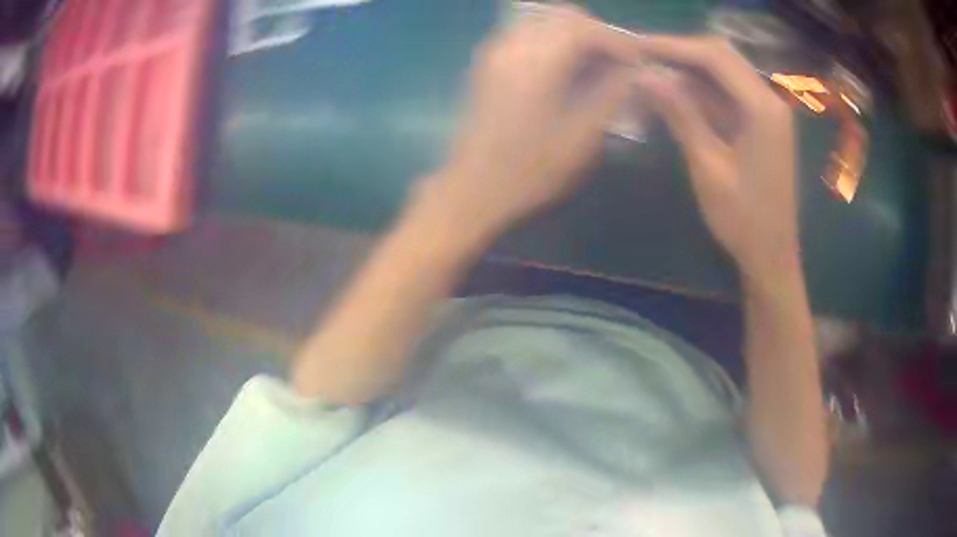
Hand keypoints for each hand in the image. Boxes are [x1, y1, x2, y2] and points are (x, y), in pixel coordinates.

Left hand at [410, 7, 637, 245]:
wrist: (474, 187)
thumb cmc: (529, 170)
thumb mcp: (581, 137)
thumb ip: (611, 95)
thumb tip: (634, 71)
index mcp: (536, 63)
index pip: (583, 28)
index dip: (616, 40)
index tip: (636, 61)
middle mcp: (512, 46)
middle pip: (562, 15)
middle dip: (596, 32)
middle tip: (617, 60)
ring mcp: (495, 51)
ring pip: (543, 20)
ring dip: (575, 34)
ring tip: (596, 63)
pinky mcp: (488, 61)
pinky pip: (527, 33)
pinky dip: (553, 39)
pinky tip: (566, 67)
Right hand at [634, 36, 799, 285]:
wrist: (771, 254)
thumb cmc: (742, 219)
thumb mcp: (707, 166)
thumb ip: (680, 114)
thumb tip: (644, 75)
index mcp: (762, 109)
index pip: (714, 57)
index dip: (673, 46)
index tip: (635, 46)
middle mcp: (770, 100)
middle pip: (722, 56)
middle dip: (681, 52)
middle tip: (642, 57)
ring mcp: (768, 111)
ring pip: (725, 71)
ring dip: (690, 69)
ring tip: (652, 72)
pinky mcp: (763, 123)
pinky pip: (729, 92)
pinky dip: (703, 89)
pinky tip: (677, 94)